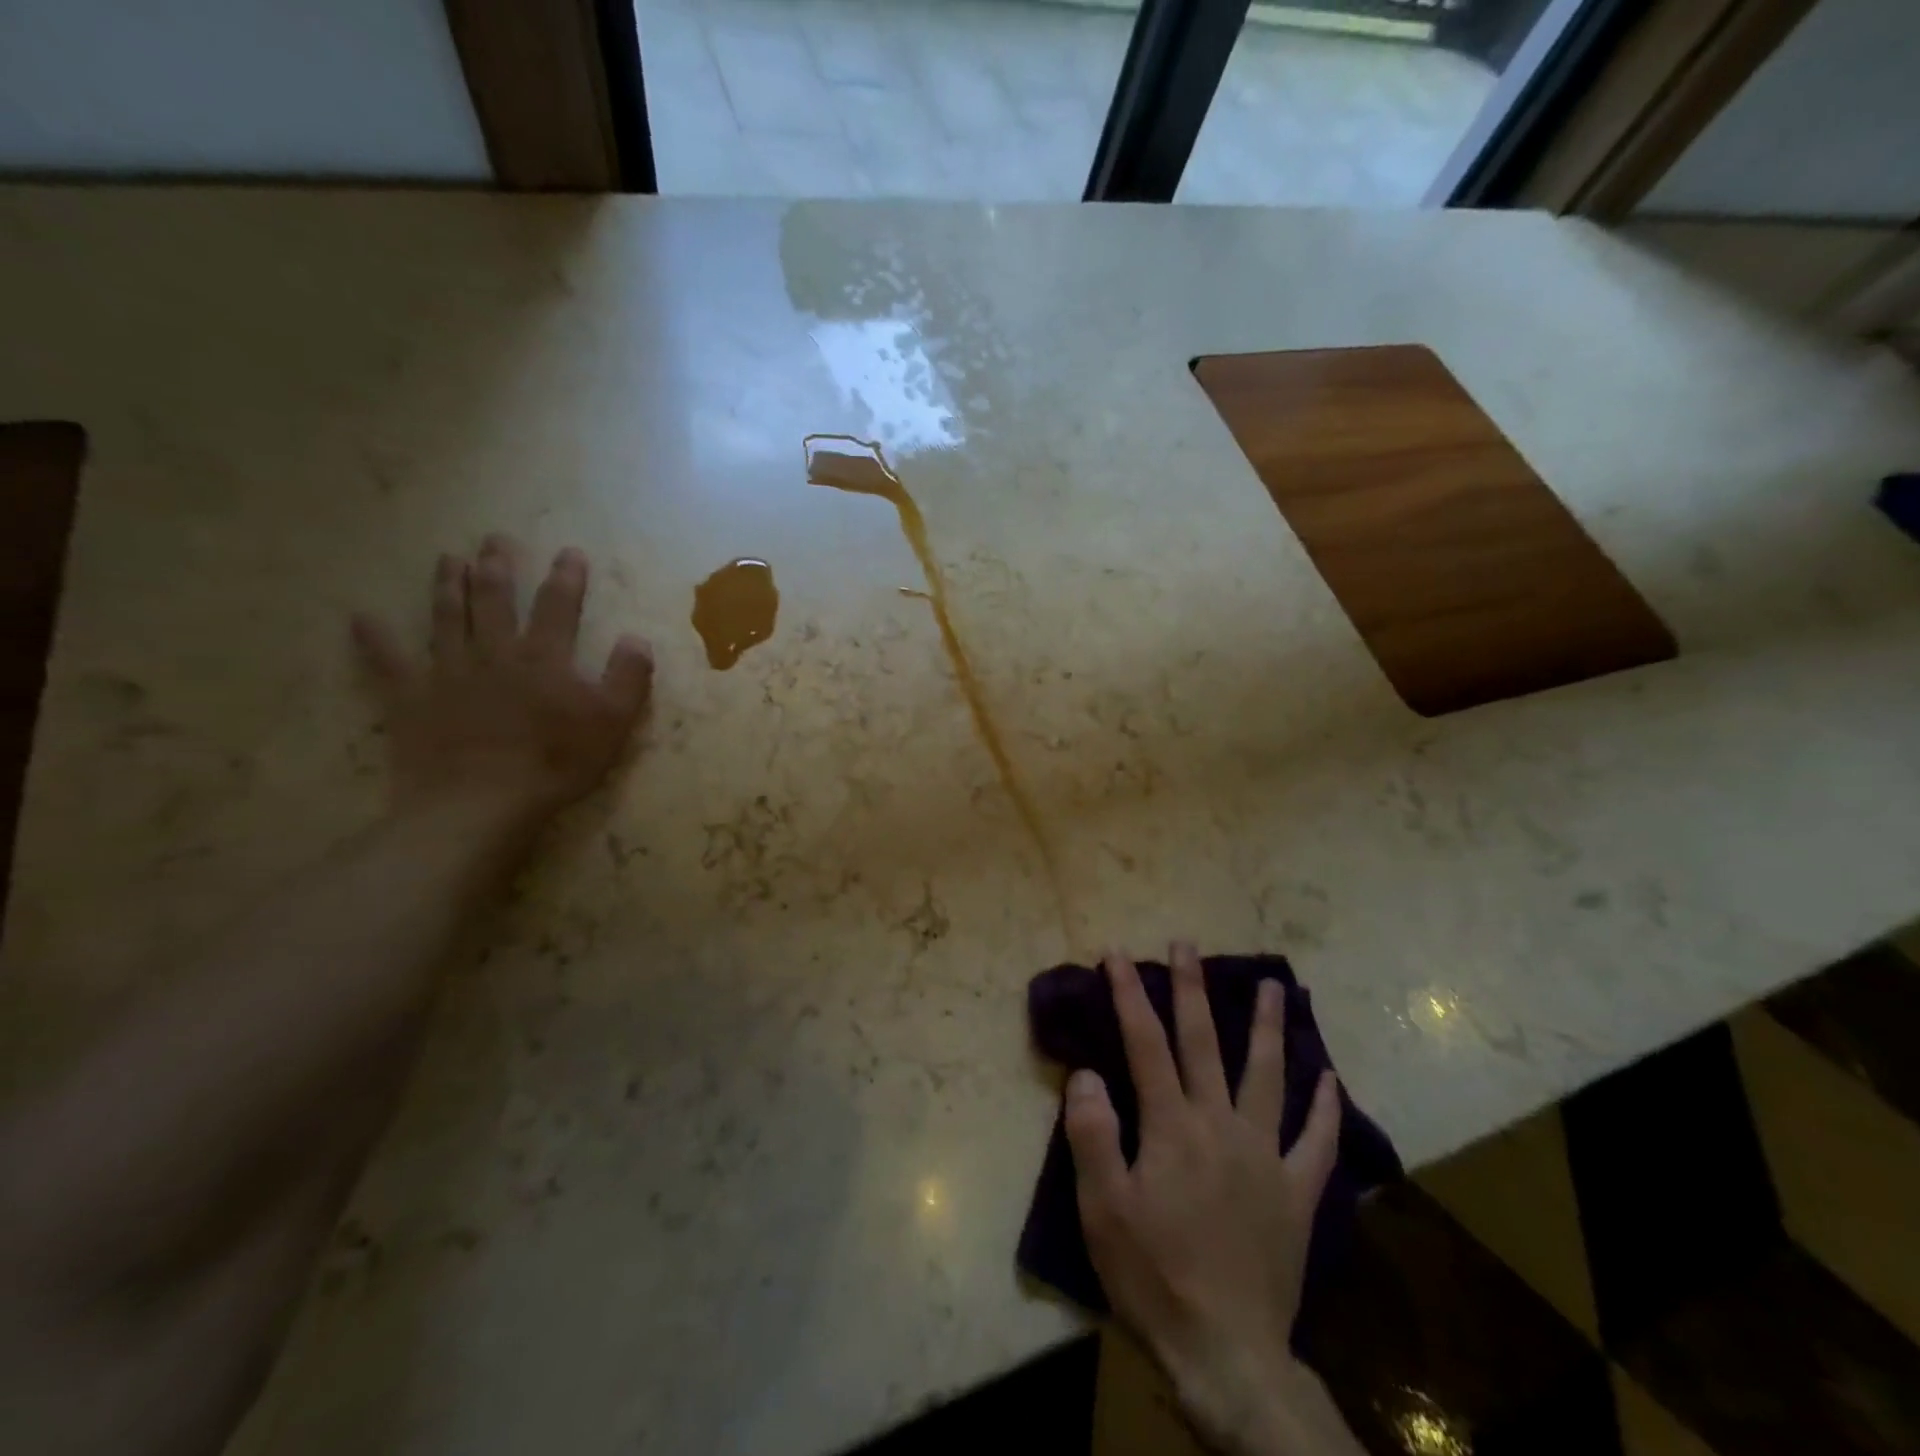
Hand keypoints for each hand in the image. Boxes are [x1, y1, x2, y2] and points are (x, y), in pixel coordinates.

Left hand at [351, 534, 653, 825]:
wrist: (480, 803)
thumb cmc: (555, 763)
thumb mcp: (612, 723)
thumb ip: (628, 678)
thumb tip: (637, 639)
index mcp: (543, 657)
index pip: (558, 606)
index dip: (566, 578)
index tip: (570, 552)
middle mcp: (493, 652)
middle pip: (494, 600)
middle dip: (497, 567)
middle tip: (495, 540)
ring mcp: (447, 673)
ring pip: (446, 618)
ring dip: (447, 586)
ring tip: (447, 558)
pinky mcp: (411, 699)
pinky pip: (388, 662)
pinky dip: (374, 639)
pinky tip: (361, 617)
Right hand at [1065, 944, 1359, 1455]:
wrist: (1227, 1354)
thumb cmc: (1153, 1277)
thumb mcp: (1102, 1209)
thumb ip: (1092, 1134)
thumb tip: (1087, 1072)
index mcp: (1171, 1127)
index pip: (1145, 1044)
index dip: (1129, 995)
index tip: (1117, 955)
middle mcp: (1221, 1125)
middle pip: (1204, 1043)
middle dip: (1191, 989)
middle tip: (1187, 945)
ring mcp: (1265, 1156)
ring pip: (1267, 1076)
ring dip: (1268, 1028)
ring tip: (1273, 986)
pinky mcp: (1296, 1193)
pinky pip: (1318, 1142)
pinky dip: (1326, 1108)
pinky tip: (1329, 1077)